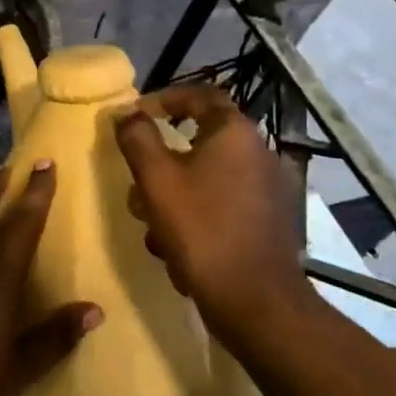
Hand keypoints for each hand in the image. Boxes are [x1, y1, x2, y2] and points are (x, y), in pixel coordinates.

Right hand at [114, 84, 310, 344]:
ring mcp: (268, 190)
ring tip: (154, 229)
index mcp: (235, 133)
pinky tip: (179, 248)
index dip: (164, 99)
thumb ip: (137, 138)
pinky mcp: (269, 222)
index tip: (135, 115)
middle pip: (198, 142)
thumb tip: (126, 111)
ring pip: (205, 178)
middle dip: (160, 164)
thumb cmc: (201, 229)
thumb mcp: (156, 179)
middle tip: (138, 186)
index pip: (200, 95)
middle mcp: (259, 153)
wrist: (254, 301)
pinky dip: (196, 216)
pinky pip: (222, 204)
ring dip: (173, 196)